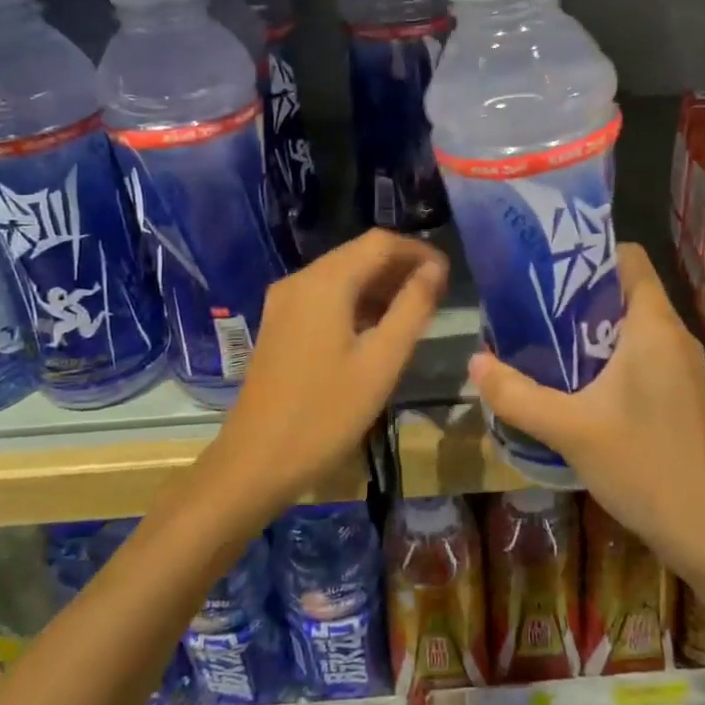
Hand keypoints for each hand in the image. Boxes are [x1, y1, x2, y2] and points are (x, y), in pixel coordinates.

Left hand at [206, 230, 448, 519]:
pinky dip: (356, 301)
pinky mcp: (279, 323)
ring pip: (341, 274)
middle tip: (437, 293)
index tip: (448, 275)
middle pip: (358, 253)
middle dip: (400, 266)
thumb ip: (412, 308)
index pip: (380, 242)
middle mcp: (300, 280)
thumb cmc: (326, 414)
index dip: (418, 251)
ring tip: (414, 310)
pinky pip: (324, 295)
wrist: (255, 461)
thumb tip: (435, 269)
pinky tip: (376, 328)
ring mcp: (284, 302)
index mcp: (325, 283)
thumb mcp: (381, 362)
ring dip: (379, 284)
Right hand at [467, 243, 704, 569]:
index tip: (545, 267)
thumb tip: (474, 362)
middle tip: (528, 306)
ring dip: (588, 330)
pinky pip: (639, 355)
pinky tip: (573, 383)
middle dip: (576, 294)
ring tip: (541, 341)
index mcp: (653, 326)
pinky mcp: (679, 394)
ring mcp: (680, 367)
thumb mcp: (570, 429)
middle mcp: (672, 336)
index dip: (589, 253)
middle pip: (624, 290)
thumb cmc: (644, 466)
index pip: (629, 258)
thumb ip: (517, 394)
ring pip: (630, 326)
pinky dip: (606, 357)